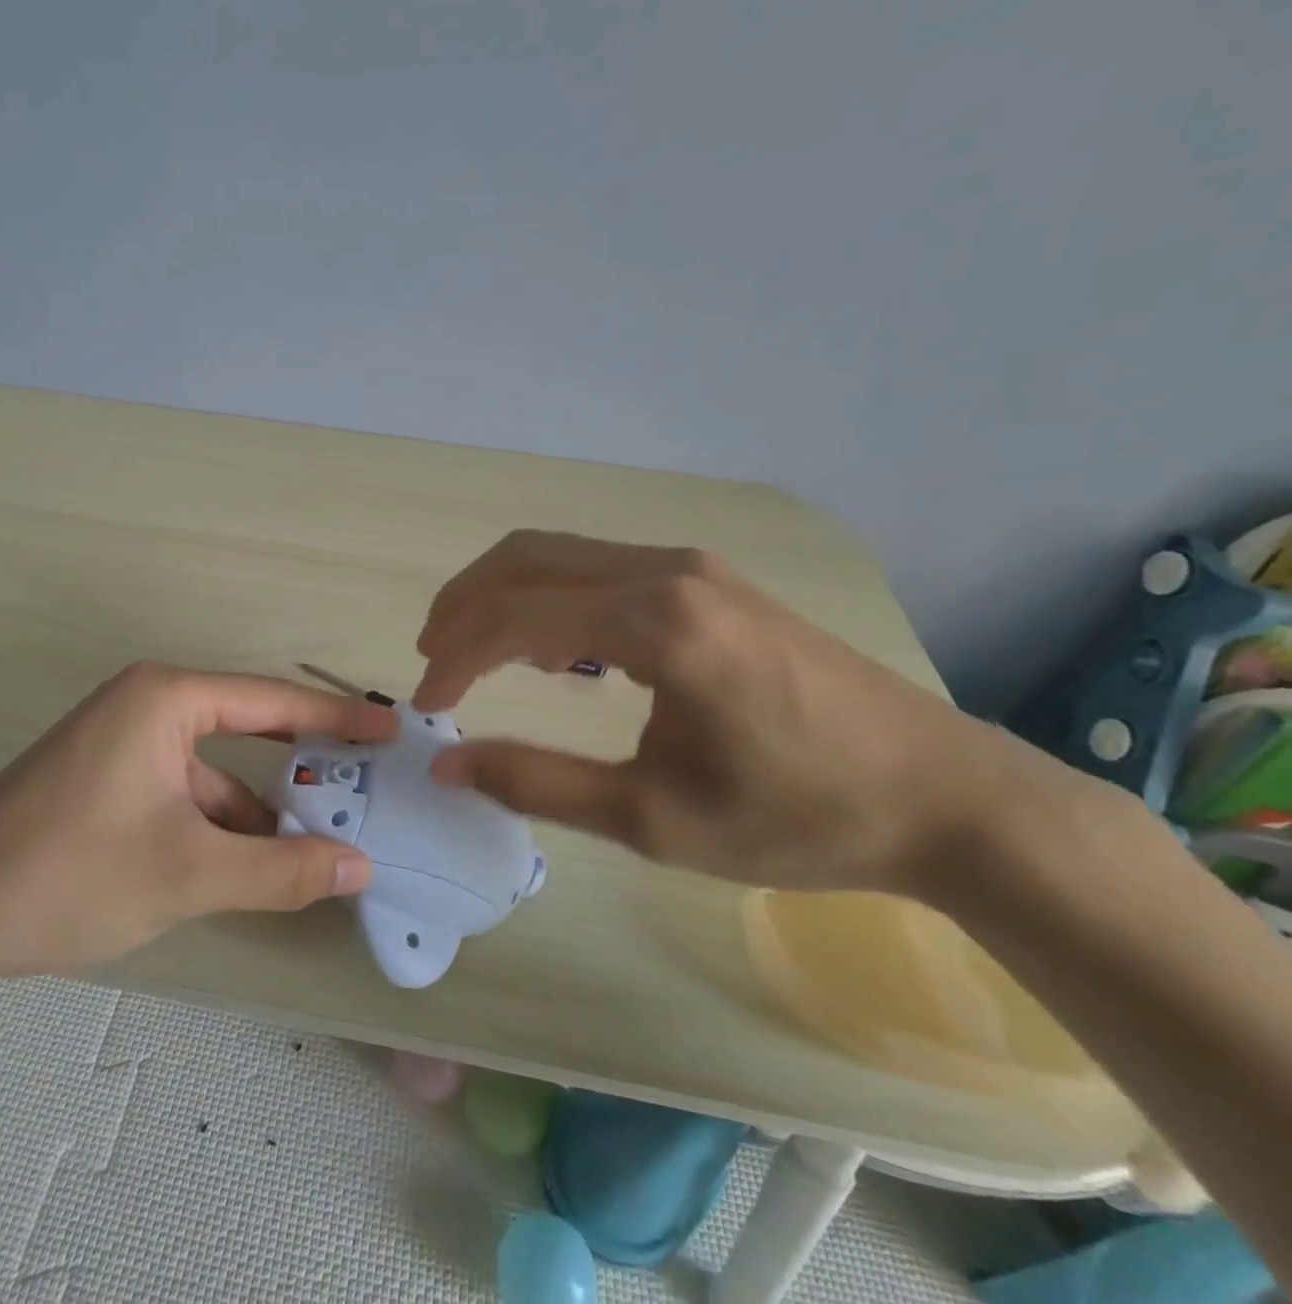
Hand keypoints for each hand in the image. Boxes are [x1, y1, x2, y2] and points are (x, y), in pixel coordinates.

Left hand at [0, 662, 396, 982]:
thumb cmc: (68, 874)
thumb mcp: (188, 874)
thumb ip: (281, 870)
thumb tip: (361, 867)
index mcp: (166, 698)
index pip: (274, 700)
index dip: (338, 719)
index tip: (391, 730)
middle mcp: (148, 703)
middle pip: (249, 726)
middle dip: (306, 759)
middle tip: (369, 781)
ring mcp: (124, 740)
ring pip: (216, 767)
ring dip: (262, 803)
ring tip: (322, 840)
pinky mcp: (109, 776)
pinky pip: (185, 787)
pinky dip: (221, 820)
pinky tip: (252, 861)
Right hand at [412, 531, 1091, 897]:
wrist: (945, 797)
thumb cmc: (799, 816)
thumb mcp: (653, 819)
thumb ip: (538, 782)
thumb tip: (448, 764)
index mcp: (655, 623)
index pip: (514, 617)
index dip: (454, 658)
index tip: (426, 705)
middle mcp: (666, 571)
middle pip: (525, 558)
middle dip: (463, 604)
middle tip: (431, 659)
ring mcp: (692, 567)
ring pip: (561, 553)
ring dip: (504, 594)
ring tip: (474, 653)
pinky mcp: (710, 581)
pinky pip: (601, 566)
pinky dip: (552, 596)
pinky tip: (554, 649)